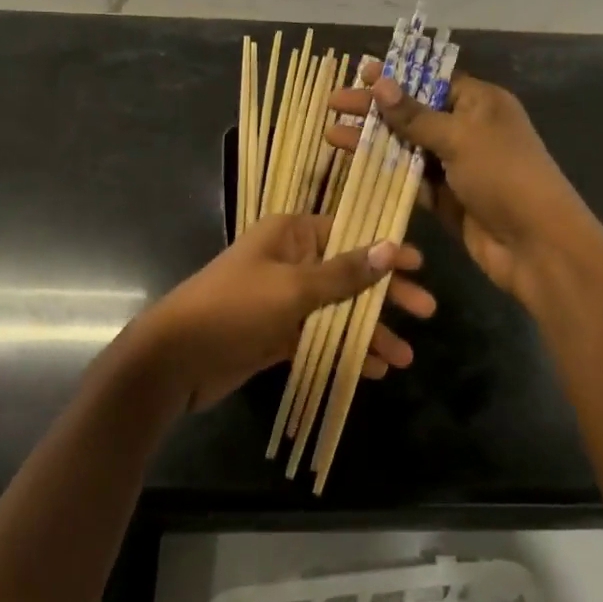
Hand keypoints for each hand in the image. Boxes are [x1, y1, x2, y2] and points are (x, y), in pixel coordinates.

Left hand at [123, 214, 434, 412]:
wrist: (175, 358)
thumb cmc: (235, 308)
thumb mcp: (294, 288)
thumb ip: (344, 273)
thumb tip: (390, 246)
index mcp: (291, 234)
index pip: (350, 233)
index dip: (385, 249)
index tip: (420, 265)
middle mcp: (290, 260)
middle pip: (349, 272)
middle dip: (386, 294)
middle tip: (427, 311)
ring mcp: (284, 299)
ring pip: (338, 309)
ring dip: (370, 330)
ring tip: (404, 357)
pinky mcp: (278, 333)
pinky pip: (321, 336)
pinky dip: (344, 349)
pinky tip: (373, 368)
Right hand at [326, 68, 602, 311]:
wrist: (536, 245)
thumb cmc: (504, 176)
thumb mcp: (459, 138)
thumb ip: (415, 115)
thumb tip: (380, 82)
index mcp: (480, 103)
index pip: (432, 81)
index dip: (396, 77)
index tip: (360, 73)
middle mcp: (468, 129)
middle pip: (414, 112)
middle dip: (375, 109)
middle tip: (334, 103)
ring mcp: (456, 165)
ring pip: (407, 147)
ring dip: (373, 141)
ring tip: (331, 134)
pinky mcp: (446, 198)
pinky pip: (410, 179)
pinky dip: (384, 172)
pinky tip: (354, 165)